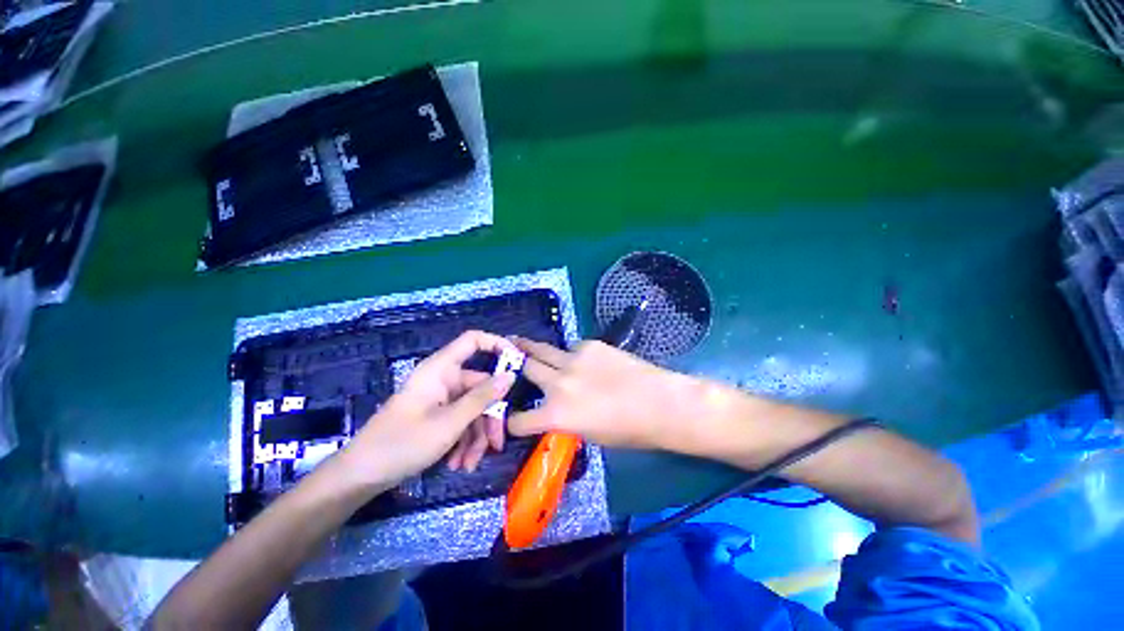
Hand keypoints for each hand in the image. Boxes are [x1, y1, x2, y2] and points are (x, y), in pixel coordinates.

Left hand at [336, 331, 516, 487]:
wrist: (360, 477)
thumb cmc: (403, 443)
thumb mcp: (449, 422)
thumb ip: (482, 397)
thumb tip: (510, 376)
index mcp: (441, 369)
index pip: (473, 340)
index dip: (497, 344)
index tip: (518, 363)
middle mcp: (443, 379)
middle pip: (480, 386)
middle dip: (489, 417)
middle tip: (496, 445)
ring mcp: (440, 399)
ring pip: (472, 408)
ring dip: (476, 437)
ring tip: (469, 464)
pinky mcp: (437, 416)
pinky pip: (461, 421)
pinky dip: (463, 441)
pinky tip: (459, 463)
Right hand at [507, 338, 704, 450]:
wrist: (660, 403)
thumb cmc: (629, 430)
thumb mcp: (588, 434)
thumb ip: (565, 419)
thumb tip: (555, 411)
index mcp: (556, 414)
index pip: (519, 420)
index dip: (510, 422)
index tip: (510, 418)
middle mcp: (558, 383)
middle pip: (525, 367)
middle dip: (511, 363)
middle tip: (503, 352)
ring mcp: (573, 359)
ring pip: (542, 349)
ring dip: (531, 348)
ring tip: (520, 342)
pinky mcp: (590, 345)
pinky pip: (572, 347)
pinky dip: (570, 353)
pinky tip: (580, 359)